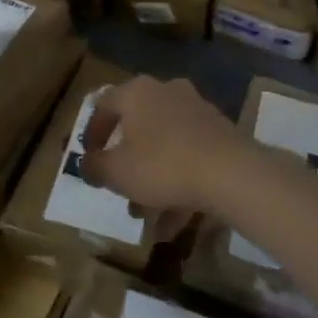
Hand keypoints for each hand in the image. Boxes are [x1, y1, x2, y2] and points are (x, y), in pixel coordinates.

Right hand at [79, 76, 245, 217]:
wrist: (231, 173)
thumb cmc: (162, 165)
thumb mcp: (117, 172)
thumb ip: (95, 167)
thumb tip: (86, 164)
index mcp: (138, 93)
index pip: (104, 104)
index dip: (92, 132)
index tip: (89, 157)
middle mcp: (167, 93)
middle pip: (138, 128)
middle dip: (126, 164)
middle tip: (118, 190)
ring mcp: (198, 112)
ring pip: (165, 147)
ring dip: (152, 181)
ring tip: (146, 219)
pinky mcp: (220, 134)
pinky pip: (189, 158)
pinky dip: (178, 186)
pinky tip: (173, 224)